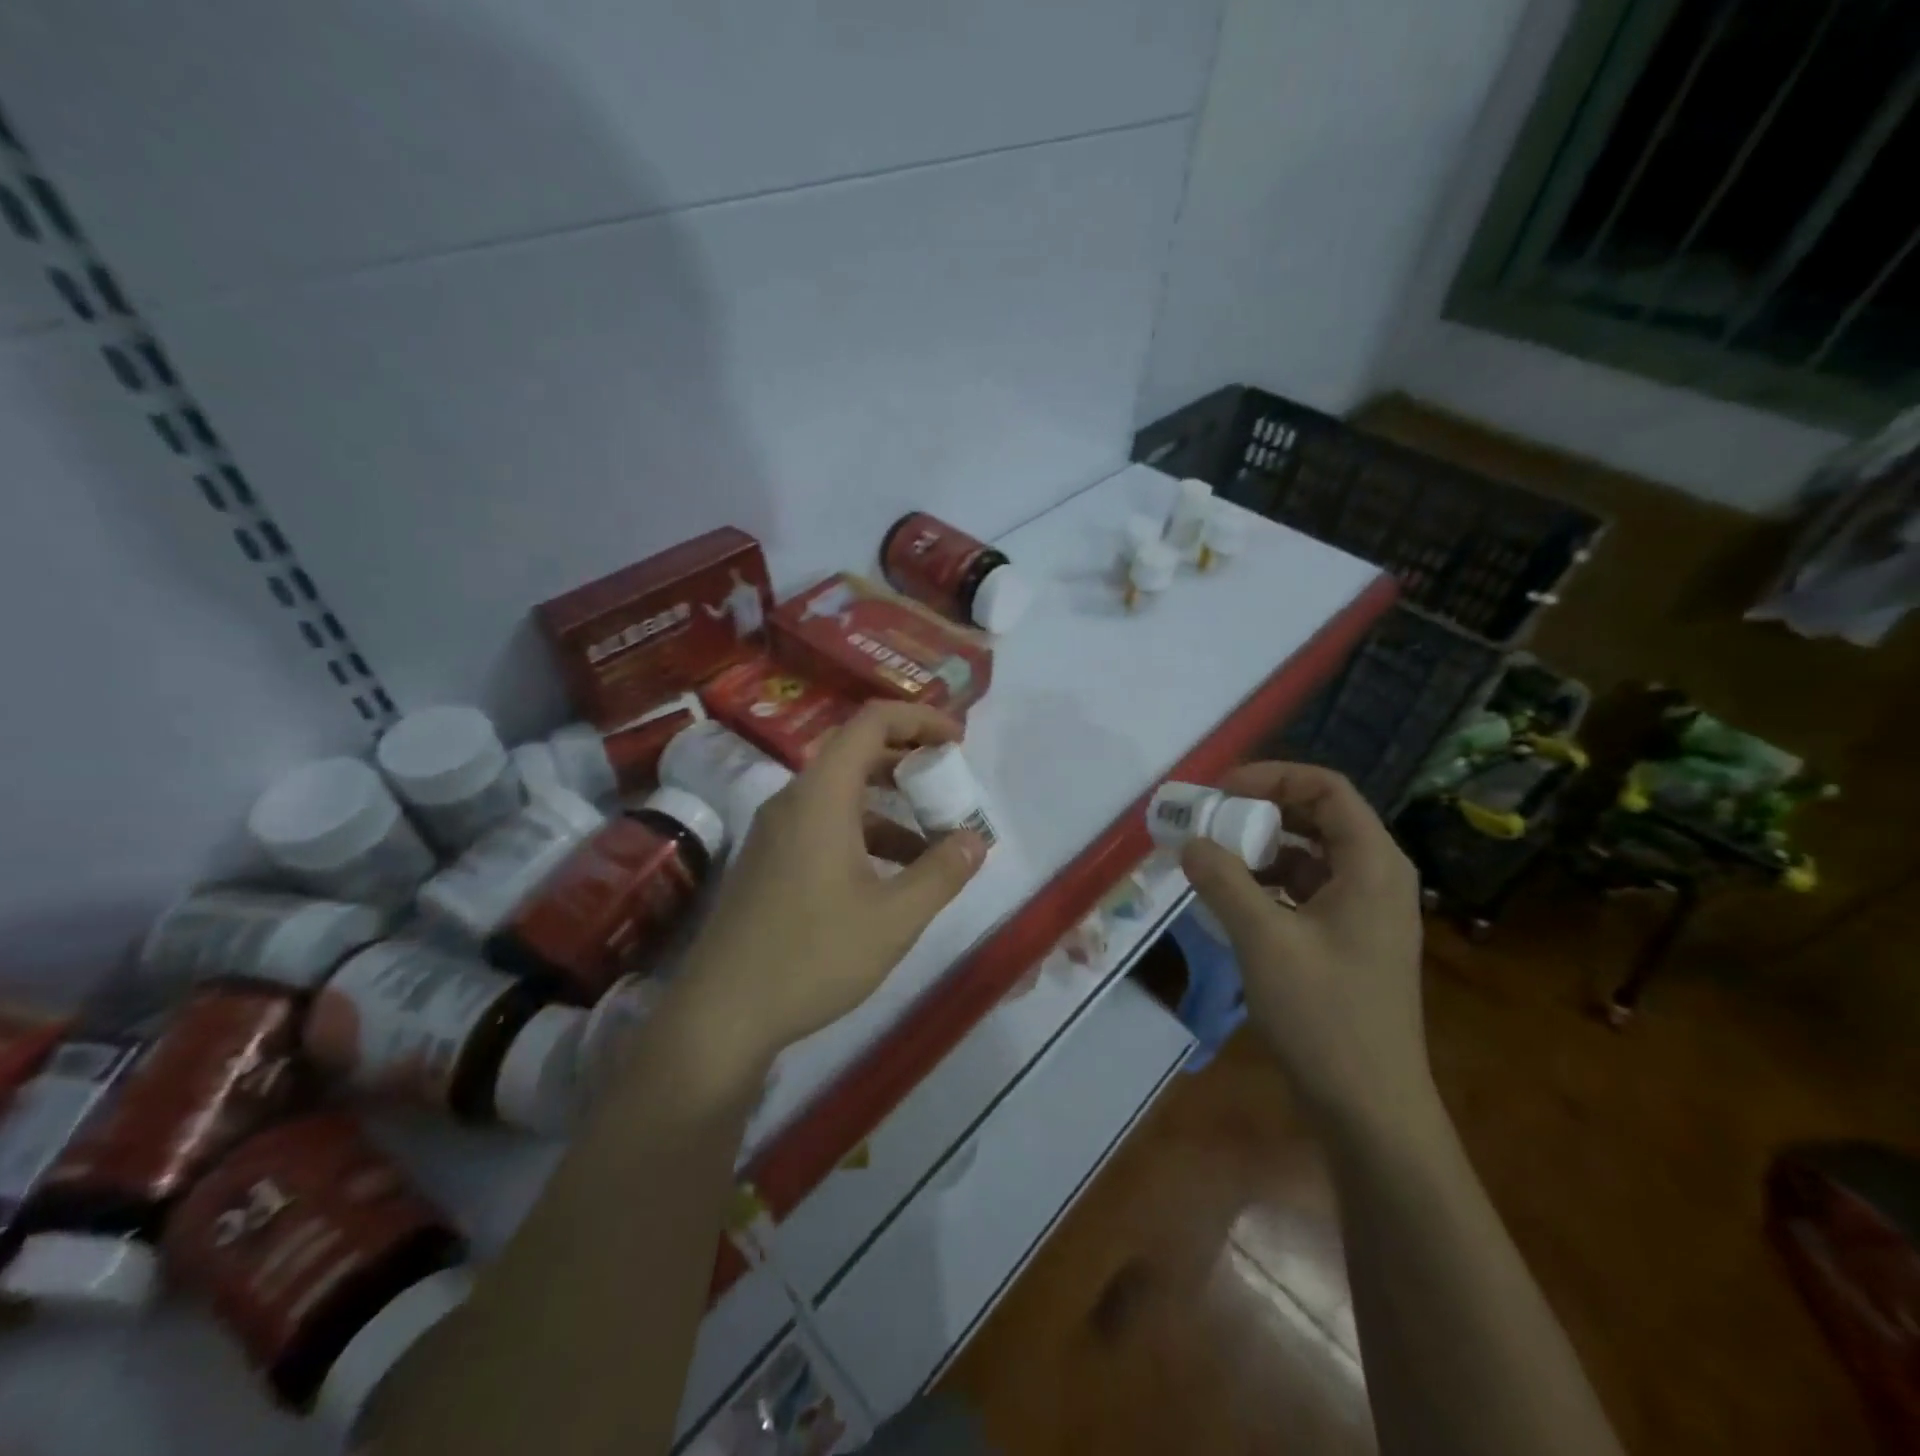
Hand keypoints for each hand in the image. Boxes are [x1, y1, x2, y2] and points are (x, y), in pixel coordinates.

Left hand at [676, 702, 987, 1067]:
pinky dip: (866, 834)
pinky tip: (893, 876)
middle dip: (910, 763)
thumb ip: (941, 872)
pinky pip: (826, 825)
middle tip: (951, 787)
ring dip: (892, 807)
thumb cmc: (812, 956)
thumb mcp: (893, 918)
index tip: (957, 742)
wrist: (721, 1014)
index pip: (872, 722)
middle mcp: (794, 801)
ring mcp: (776, 832)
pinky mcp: (770, 861)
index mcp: (821, 796)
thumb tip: (976, 839)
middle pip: (857, 754)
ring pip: (843, 796)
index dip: (920, 719)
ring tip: (936, 843)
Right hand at [1180, 762, 1430, 1137]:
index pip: (1326, 787)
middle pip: (1317, 815)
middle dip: (1258, 810)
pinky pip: (1304, 888)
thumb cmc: (1325, 1017)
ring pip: (1308, 853)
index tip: (1219, 792)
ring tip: (1211, 858)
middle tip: (1207, 821)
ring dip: (1259, 847)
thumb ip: (1223, 880)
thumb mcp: (1264, 940)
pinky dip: (1267, 882)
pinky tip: (1231, 899)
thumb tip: (1190, 841)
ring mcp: (1364, 910)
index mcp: (1373, 864)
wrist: (1370, 1108)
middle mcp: (1376, 876)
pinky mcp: (1348, 938)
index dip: (1271, 776)